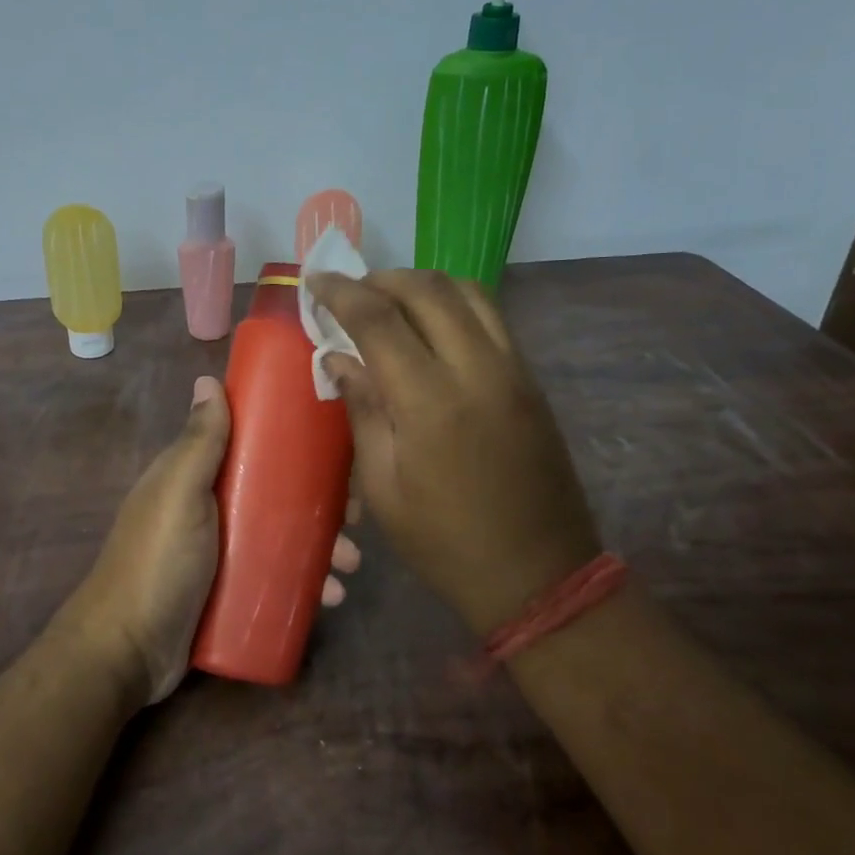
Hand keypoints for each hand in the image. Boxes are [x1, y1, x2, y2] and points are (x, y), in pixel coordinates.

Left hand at [65, 375, 362, 704]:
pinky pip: (277, 576)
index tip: (336, 452)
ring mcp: (221, 552)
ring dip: (322, 545)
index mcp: (196, 476)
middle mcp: (211, 508)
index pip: (252, 445)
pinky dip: (306, 582)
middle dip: (320, 503)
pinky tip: (331, 595)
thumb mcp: (179, 494)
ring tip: (349, 565)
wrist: (127, 651)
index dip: (293, 443)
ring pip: (283, 536)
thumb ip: (198, 443)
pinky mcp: (231, 591)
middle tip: (356, 518)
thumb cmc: (157, 562)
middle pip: (276, 493)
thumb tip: (209, 379)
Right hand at [305, 269, 598, 634]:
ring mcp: (513, 370)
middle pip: (427, 289)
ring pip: (468, 291)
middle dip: (381, 279)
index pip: (379, 319)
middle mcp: (476, 369)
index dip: (341, 292)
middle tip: (350, 291)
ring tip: (389, 299)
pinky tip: (432, 324)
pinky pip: (492, 317)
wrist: (539, 574)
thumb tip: (339, 358)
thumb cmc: (445, 542)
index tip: (315, 280)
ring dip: (422, 283)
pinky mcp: (531, 380)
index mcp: (429, 401)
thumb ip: (363, 411)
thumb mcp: (383, 488)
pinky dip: (455, 302)